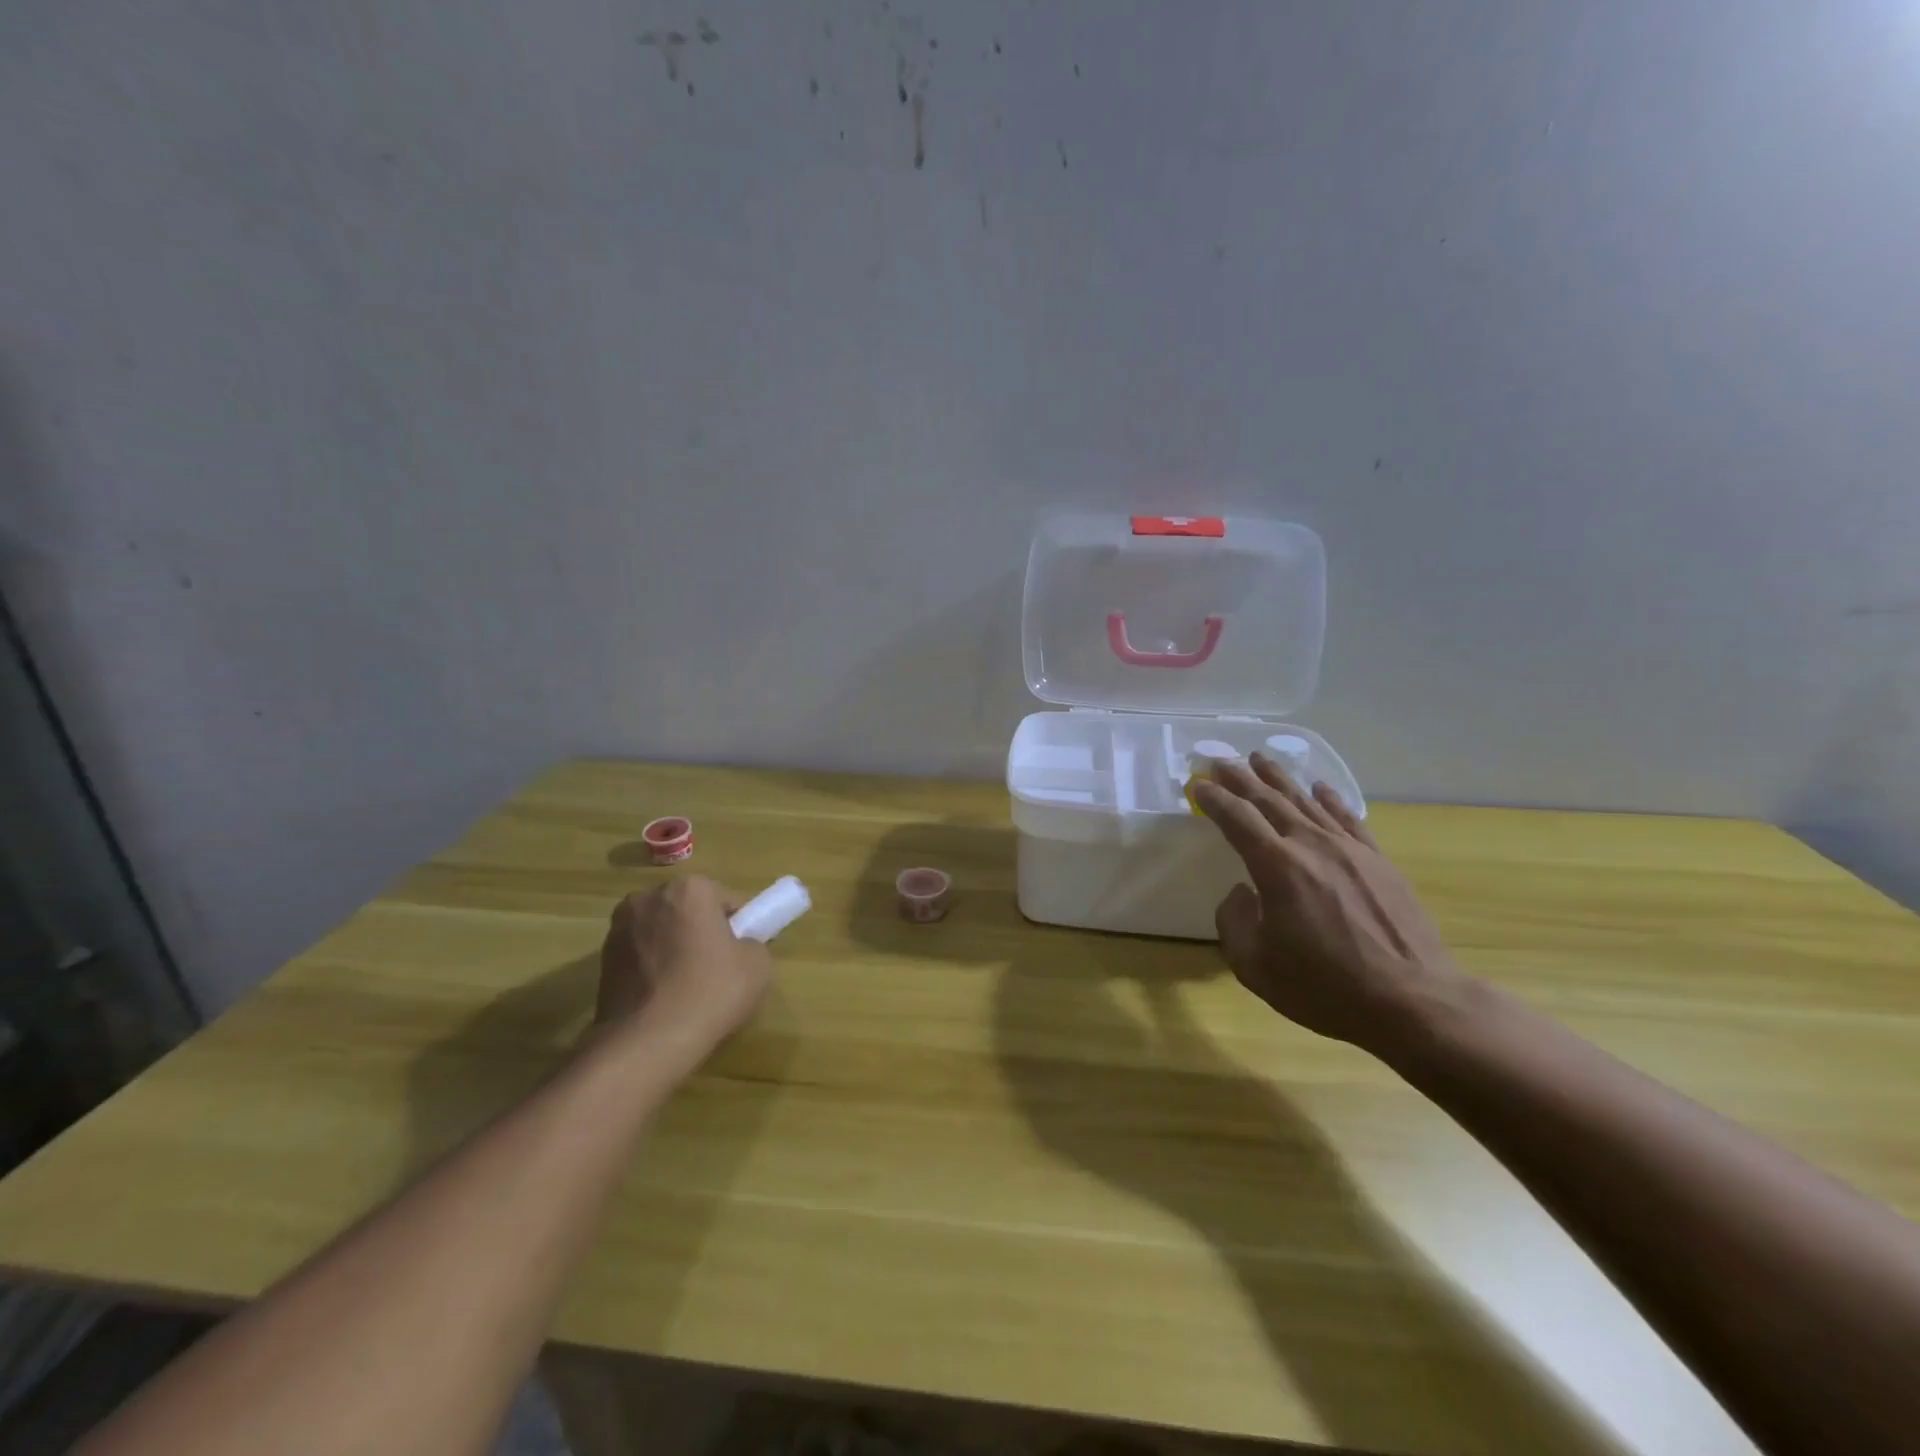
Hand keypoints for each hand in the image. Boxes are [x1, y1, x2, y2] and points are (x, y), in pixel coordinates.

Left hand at [594, 877, 772, 1058]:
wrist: (646, 1042)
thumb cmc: (710, 992)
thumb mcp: (758, 965)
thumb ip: (752, 943)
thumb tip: (738, 947)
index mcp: (689, 889)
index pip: (726, 900)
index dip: (738, 927)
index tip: (741, 954)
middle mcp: (649, 898)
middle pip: (689, 910)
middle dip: (701, 931)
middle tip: (717, 968)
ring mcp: (619, 928)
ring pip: (662, 932)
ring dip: (674, 948)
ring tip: (687, 988)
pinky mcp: (601, 960)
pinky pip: (640, 955)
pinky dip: (652, 968)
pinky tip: (663, 998)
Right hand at [1192, 754, 1473, 1053]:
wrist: (1413, 1001)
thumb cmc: (1325, 987)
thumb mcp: (1255, 966)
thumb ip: (1234, 922)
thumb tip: (1241, 893)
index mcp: (1277, 867)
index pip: (1237, 819)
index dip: (1214, 799)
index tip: (1197, 784)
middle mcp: (1311, 846)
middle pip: (1270, 800)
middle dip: (1241, 778)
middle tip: (1221, 759)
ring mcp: (1350, 850)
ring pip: (1307, 802)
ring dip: (1280, 778)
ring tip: (1261, 758)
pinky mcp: (1379, 862)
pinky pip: (1348, 819)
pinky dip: (1330, 799)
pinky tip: (1320, 788)